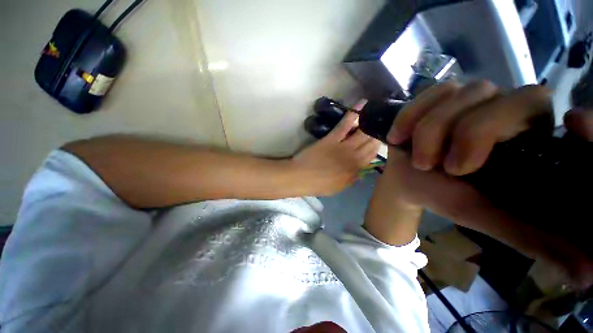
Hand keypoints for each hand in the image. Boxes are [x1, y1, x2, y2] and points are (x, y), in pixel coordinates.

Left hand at [292, 103, 380, 195]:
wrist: (300, 177)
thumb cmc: (318, 184)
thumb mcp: (338, 188)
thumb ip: (352, 179)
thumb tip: (363, 171)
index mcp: (355, 170)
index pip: (372, 156)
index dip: (377, 147)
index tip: (381, 139)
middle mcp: (353, 157)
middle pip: (370, 143)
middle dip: (378, 133)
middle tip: (381, 124)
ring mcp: (343, 146)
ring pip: (363, 133)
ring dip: (371, 122)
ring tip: (377, 113)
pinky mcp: (332, 138)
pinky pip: (345, 124)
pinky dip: (354, 113)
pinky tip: (363, 103)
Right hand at [377, 81, 592, 288]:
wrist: (405, 179)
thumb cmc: (443, 196)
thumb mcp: (486, 217)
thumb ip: (532, 237)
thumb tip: (586, 277)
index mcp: (529, 140)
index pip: (564, 118)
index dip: (579, 119)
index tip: (573, 126)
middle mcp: (507, 109)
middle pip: (512, 100)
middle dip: (474, 134)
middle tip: (448, 168)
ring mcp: (470, 97)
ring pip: (464, 95)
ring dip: (431, 132)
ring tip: (419, 160)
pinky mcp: (437, 96)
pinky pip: (431, 94)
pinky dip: (411, 116)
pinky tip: (399, 136)